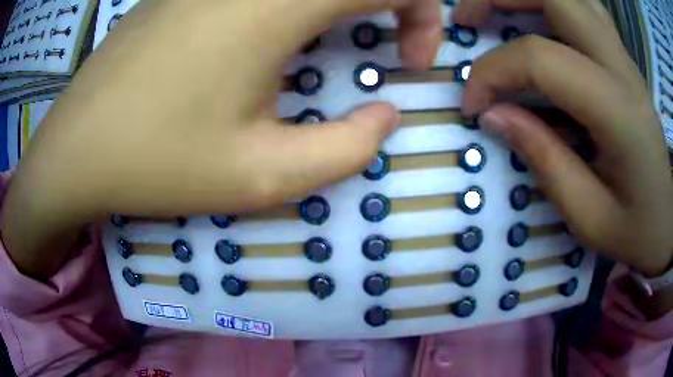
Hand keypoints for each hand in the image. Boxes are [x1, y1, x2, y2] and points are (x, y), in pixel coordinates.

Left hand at [1, 0, 443, 278]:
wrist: (77, 149)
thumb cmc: (155, 164)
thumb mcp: (261, 177)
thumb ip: (346, 150)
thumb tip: (386, 116)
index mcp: (275, 1)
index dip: (423, 15)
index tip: (408, 62)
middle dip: (397, 3)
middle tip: (386, 47)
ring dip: (349, 1)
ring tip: (339, 44)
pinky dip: (304, 2)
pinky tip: (281, 35)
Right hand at [454, 0, 672, 276]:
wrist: (668, 220)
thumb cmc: (636, 228)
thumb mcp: (589, 217)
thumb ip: (544, 160)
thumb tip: (493, 114)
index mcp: (618, 110)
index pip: (541, 58)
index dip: (494, 73)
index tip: (473, 104)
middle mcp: (621, 67)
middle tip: (468, 21)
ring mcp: (623, 56)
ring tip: (495, 12)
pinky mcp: (622, 58)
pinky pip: (583, 7)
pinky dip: (551, 3)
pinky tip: (538, 20)